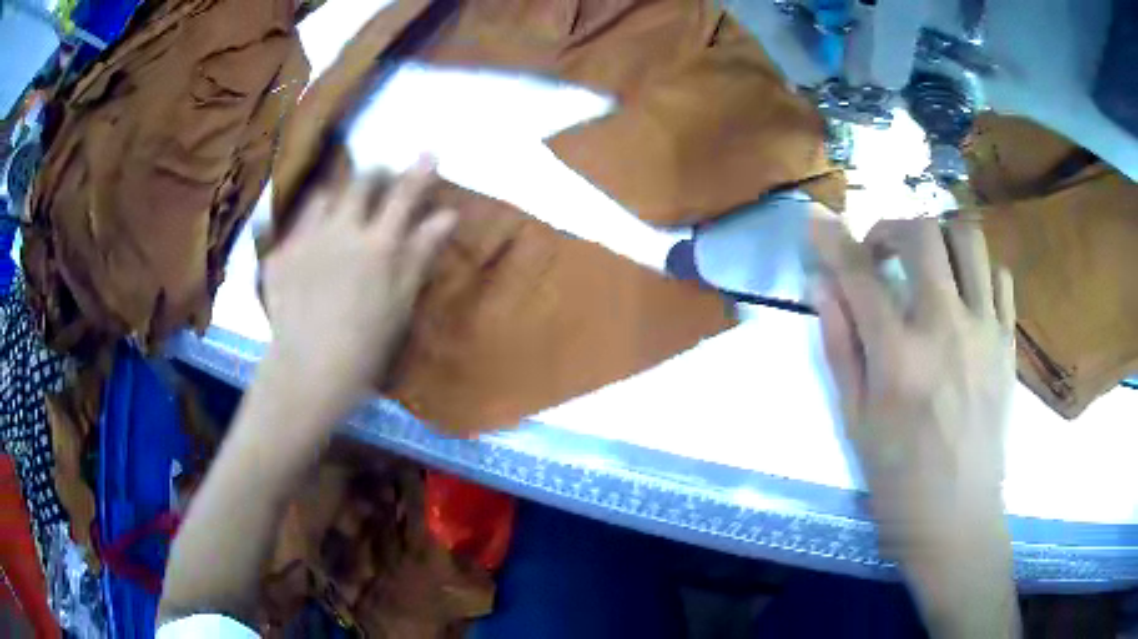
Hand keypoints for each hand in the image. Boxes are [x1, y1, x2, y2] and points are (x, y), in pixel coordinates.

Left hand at [261, 158, 456, 415]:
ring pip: (323, 196)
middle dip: (375, 174)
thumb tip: (447, 215)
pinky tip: (310, 243)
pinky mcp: (279, 255)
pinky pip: (296, 224)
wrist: (308, 371)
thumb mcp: (402, 302)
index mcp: (377, 244)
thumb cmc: (366, 345)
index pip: (403, 195)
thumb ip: (421, 253)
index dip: (419, 171)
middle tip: (381, 179)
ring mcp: (305, 239)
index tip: (428, 153)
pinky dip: (309, 224)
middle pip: (360, 184)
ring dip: (338, 195)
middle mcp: (340, 230)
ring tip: (341, 207)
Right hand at [811, 216, 1018, 636]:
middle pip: (922, 234)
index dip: (832, 237)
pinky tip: (965, 295)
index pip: (859, 274)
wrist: (958, 518)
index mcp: (899, 357)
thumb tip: (823, 287)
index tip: (815, 216)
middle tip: (881, 254)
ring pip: (968, 239)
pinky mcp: (1007, 342)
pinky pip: (999, 277)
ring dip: (939, 239)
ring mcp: (985, 330)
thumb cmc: (898, 481)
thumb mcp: (855, 422)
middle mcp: (946, 328)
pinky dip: (977, 271)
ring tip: (927, 266)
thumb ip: (840, 346)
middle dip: (892, 228)